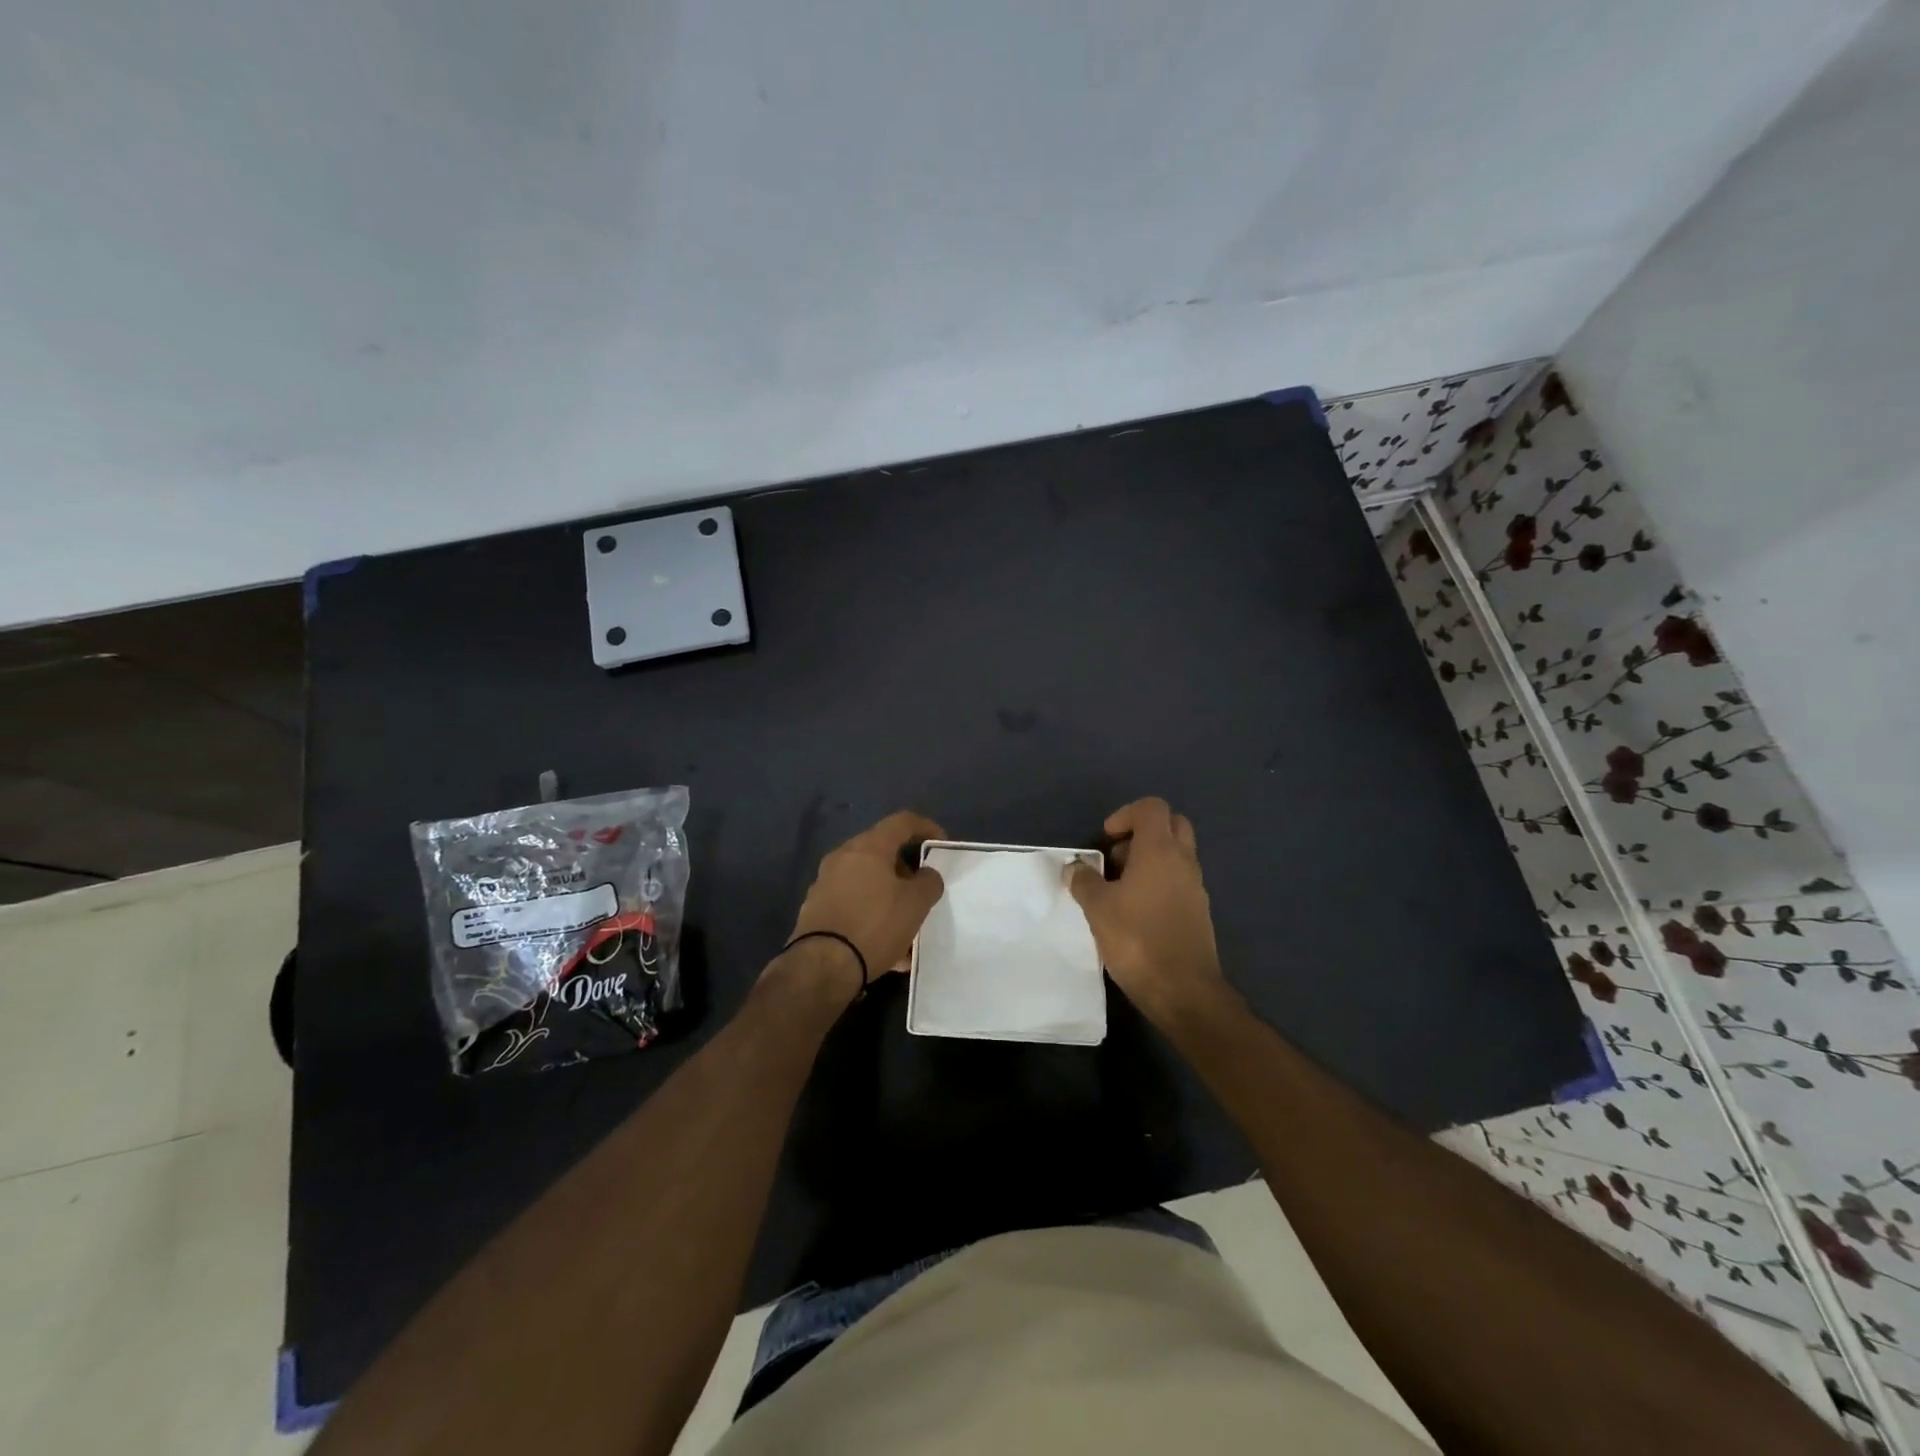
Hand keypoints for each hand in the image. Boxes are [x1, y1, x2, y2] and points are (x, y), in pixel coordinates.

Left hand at [780, 811, 947, 1000]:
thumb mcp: (915, 904)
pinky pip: (854, 904)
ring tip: (909, 926)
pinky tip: (889, 949)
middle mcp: (843, 857)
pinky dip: (873, 915)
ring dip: (890, 896)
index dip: (926, 828)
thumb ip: (928, 882)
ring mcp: (825, 882)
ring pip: (868, 881)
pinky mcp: (816, 909)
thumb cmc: (874, 925)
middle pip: (882, 851)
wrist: (821, 966)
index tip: (942, 845)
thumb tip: (925, 874)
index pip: (902, 821)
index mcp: (868, 847)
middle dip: (906, 868)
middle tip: (923, 888)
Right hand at [1068, 798, 1226, 1023]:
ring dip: (1149, 859)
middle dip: (1142, 832)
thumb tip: (1075, 868)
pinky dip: (1159, 882)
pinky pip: (1179, 880)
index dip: (1125, 815)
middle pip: (1171, 824)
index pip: (1151, 808)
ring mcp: (1195, 886)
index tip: (1106, 840)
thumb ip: (1083, 881)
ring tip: (1119, 889)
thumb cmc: (1137, 940)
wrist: (1184, 991)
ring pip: (1176, 854)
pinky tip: (1136, 911)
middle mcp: (1183, 861)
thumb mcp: (1098, 908)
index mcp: (1160, 850)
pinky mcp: (1198, 911)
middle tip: (1116, 858)